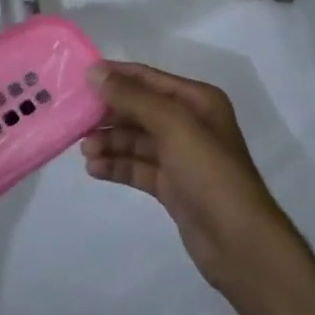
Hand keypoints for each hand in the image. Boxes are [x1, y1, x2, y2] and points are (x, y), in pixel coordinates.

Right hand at [81, 61, 298, 297]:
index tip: (79, 77)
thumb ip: (133, 97)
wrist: (239, 242)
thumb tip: (94, 72)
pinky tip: (95, 169)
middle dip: (109, 113)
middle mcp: (190, 123)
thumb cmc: (209, 172)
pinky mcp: (172, 186)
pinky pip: (138, 167)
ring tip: (86, 151)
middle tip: (76, 120)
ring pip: (136, 140)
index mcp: (197, 100)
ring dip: (110, 141)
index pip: (148, 78)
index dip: (116, 76)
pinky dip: (117, 165)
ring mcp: (181, 157)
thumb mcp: (172, 125)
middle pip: (140, 109)